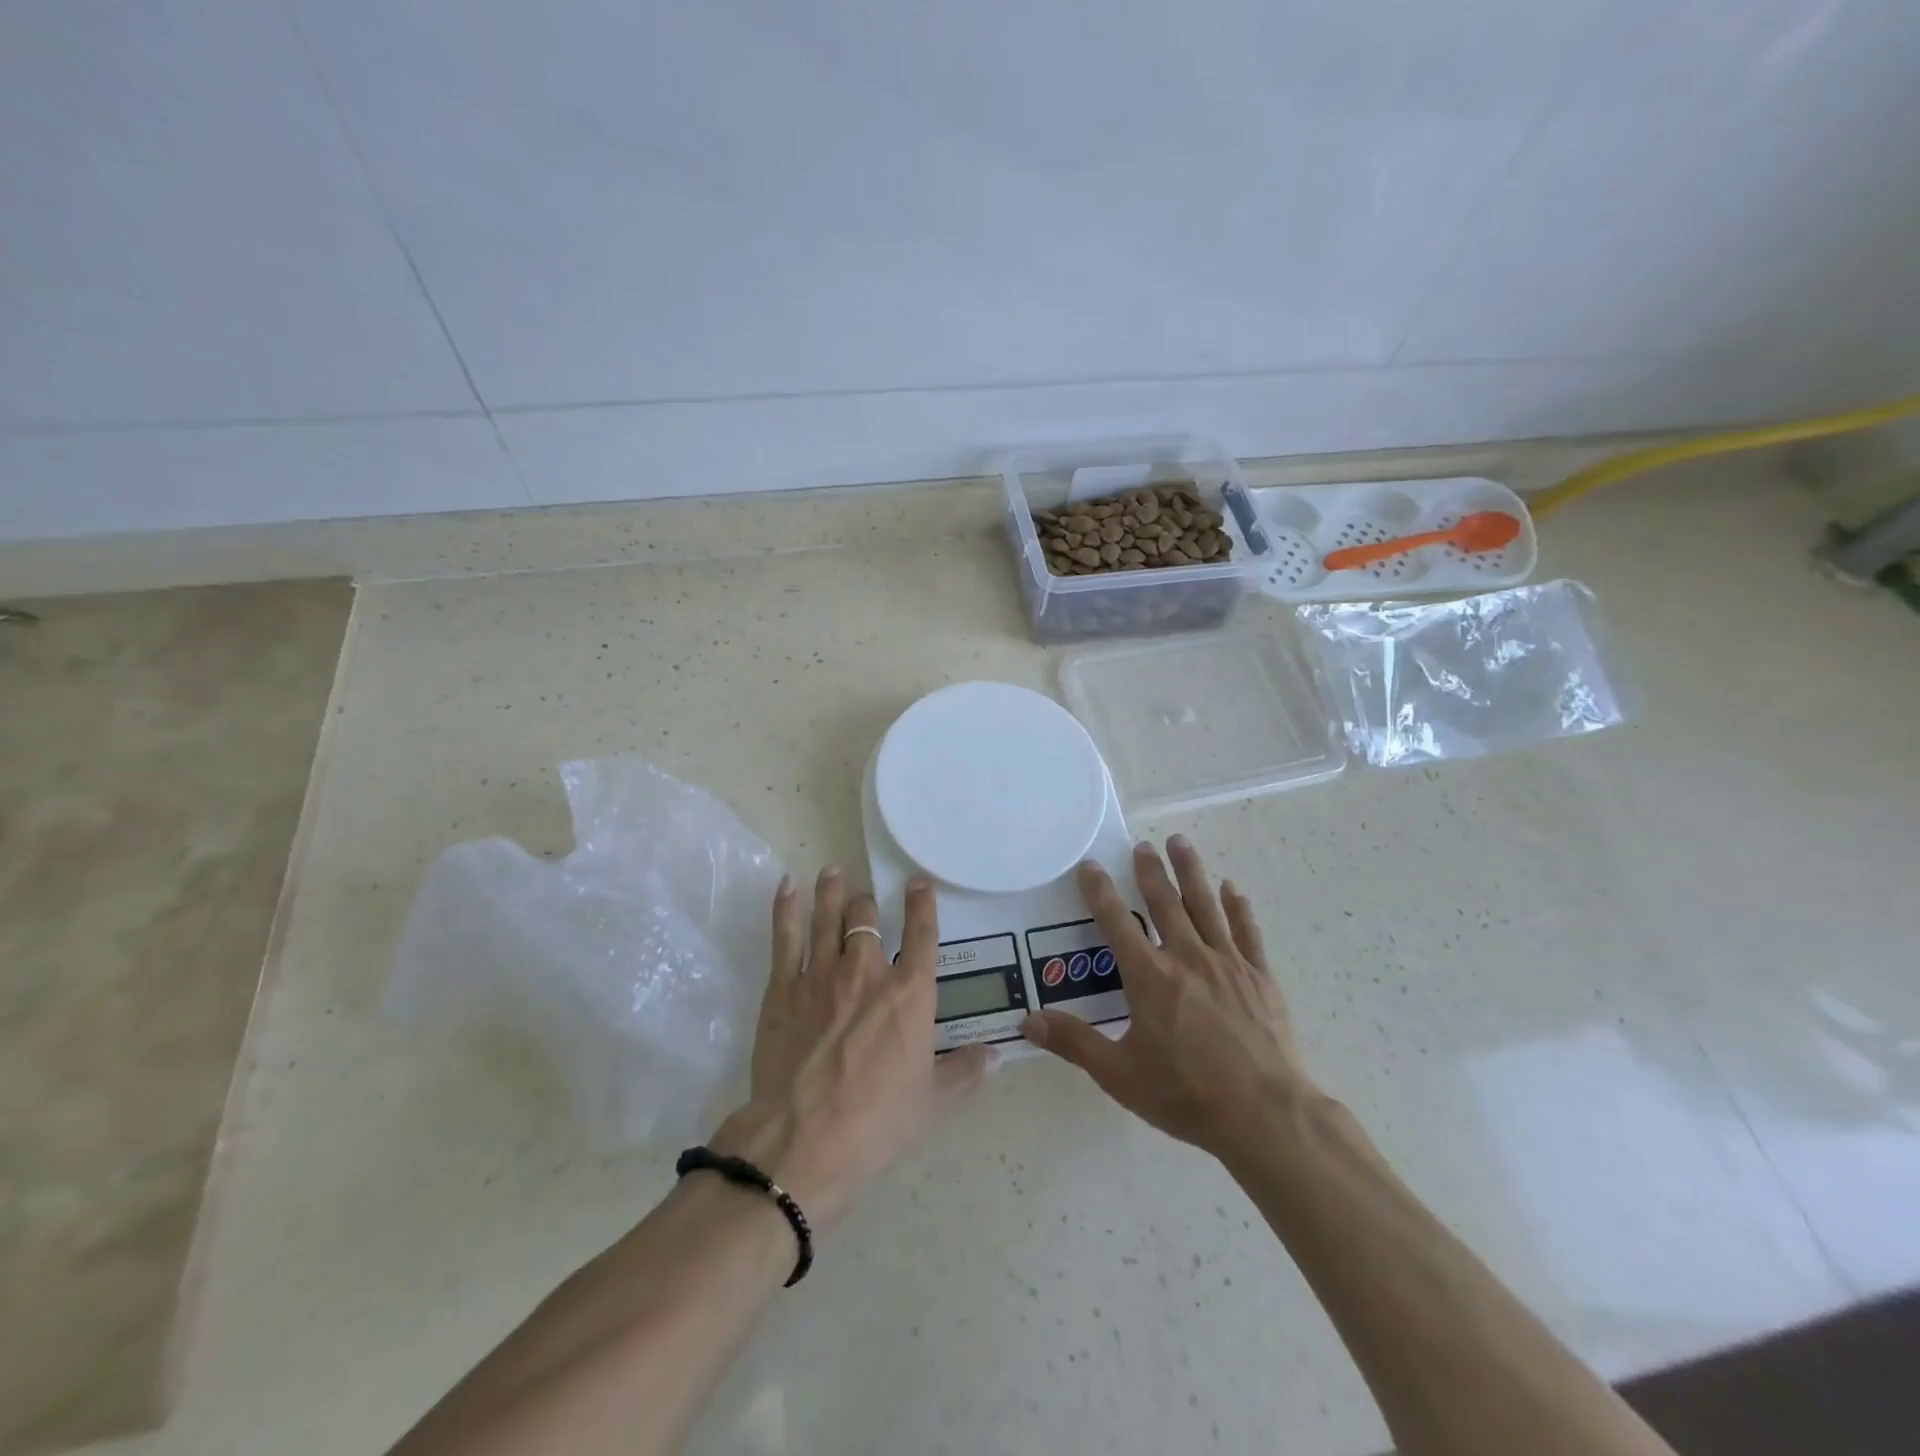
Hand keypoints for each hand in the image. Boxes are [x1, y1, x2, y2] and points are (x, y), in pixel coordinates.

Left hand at [710, 866, 988, 1230]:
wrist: (804, 1139)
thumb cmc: (877, 1122)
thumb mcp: (933, 1103)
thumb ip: (964, 1073)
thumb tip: (993, 1055)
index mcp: (910, 994)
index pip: (922, 935)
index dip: (922, 903)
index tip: (918, 882)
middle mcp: (868, 972)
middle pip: (867, 919)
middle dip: (868, 902)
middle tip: (865, 896)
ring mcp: (822, 974)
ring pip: (828, 917)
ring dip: (832, 891)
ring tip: (833, 871)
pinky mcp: (784, 987)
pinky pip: (786, 936)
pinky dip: (787, 907)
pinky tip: (787, 885)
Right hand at [1020, 835, 1311, 1158]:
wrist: (1265, 1115)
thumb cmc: (1186, 1094)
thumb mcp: (1119, 1074)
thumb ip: (1074, 1042)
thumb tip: (1028, 1020)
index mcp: (1150, 977)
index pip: (1117, 922)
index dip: (1100, 892)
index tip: (1089, 866)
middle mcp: (1186, 958)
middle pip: (1165, 903)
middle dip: (1150, 871)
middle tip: (1142, 844)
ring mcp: (1227, 964)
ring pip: (1205, 906)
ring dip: (1191, 872)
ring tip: (1181, 842)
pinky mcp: (1259, 977)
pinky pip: (1246, 932)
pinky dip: (1238, 908)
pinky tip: (1233, 889)